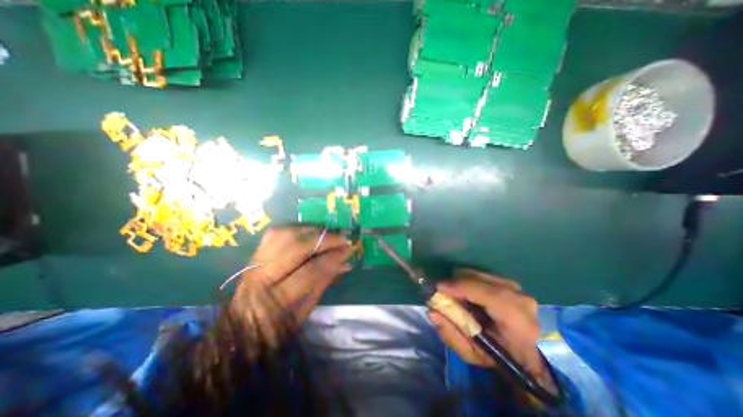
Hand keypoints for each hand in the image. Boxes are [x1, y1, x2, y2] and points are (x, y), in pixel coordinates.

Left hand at [234, 226, 352, 333]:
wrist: (239, 327)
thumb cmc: (277, 326)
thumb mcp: (305, 311)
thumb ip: (324, 282)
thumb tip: (345, 262)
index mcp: (276, 301)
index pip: (310, 271)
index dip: (333, 257)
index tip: (349, 249)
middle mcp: (262, 277)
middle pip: (296, 247)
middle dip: (324, 239)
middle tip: (342, 238)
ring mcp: (255, 261)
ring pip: (286, 234)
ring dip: (312, 230)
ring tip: (328, 234)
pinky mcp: (254, 252)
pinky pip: (278, 231)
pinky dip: (298, 228)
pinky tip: (310, 232)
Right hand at [427, 269, 553, 392]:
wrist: (526, 356)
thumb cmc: (498, 358)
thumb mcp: (471, 354)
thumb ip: (450, 333)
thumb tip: (432, 311)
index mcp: (516, 320)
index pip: (486, 294)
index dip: (459, 287)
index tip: (438, 287)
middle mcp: (519, 298)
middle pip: (479, 279)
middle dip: (456, 282)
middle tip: (443, 292)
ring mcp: (517, 288)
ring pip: (479, 274)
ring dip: (462, 281)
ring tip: (456, 295)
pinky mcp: (511, 283)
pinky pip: (482, 275)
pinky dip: (470, 281)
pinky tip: (467, 293)